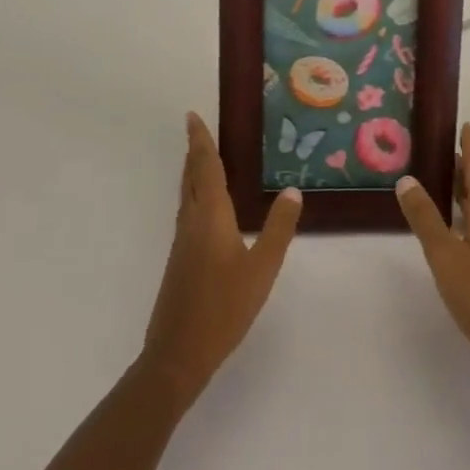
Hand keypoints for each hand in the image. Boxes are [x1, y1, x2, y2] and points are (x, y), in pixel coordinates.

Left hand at [140, 113, 301, 404]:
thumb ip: (279, 228)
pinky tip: (207, 208)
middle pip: (190, 178)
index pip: (205, 168)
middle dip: (194, 152)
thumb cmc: (224, 307)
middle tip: (198, 130)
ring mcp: (182, 242)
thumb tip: (291, 190)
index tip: (192, 116)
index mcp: (210, 217)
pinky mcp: (179, 260)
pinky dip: (195, 195)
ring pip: (186, 196)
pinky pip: (187, 213)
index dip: (200, 141)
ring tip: (203, 160)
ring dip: (193, 173)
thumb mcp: (262, 267)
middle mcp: (191, 222)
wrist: (178, 353)